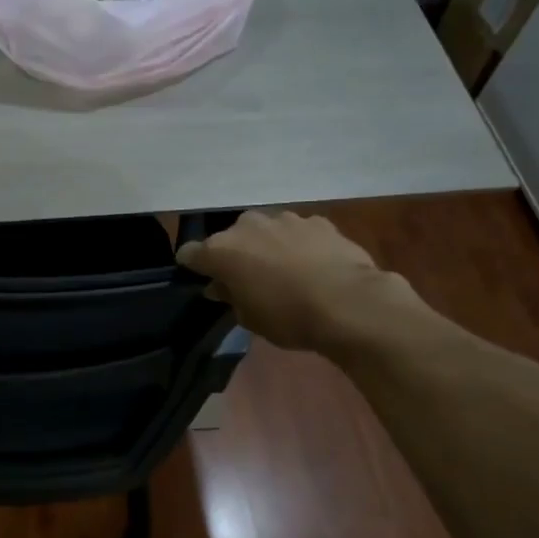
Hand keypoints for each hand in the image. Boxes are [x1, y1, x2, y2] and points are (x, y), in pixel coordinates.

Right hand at [175, 210, 427, 352]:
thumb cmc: (287, 317)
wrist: (347, 303)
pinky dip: (298, 244)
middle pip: (230, 238)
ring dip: (267, 246)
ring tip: (283, 271)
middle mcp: (248, 226)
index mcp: (222, 250)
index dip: (193, 266)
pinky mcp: (317, 221)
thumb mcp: (249, 318)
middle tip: (247, 278)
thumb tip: (222, 286)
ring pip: (265, 231)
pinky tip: (311, 265)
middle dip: (235, 254)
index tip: (202, 279)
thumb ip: (230, 296)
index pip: (191, 253)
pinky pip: (297, 232)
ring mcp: (285, 219)